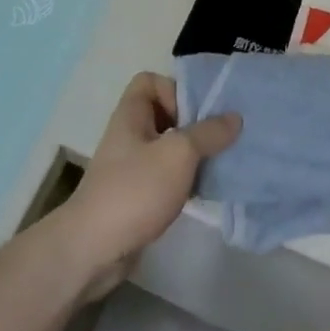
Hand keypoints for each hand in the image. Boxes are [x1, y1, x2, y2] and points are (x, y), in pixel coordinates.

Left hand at [58, 72, 240, 298]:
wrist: (94, 249)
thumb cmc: (135, 189)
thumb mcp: (178, 154)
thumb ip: (208, 133)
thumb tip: (235, 117)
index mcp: (131, 114)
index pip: (150, 81)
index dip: (173, 90)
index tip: (193, 115)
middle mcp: (129, 135)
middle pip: (164, 114)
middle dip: (193, 125)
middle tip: (216, 140)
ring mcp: (130, 167)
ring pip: (168, 148)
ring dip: (192, 155)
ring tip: (216, 167)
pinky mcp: (136, 196)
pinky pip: (165, 176)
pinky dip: (184, 181)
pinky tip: (203, 193)